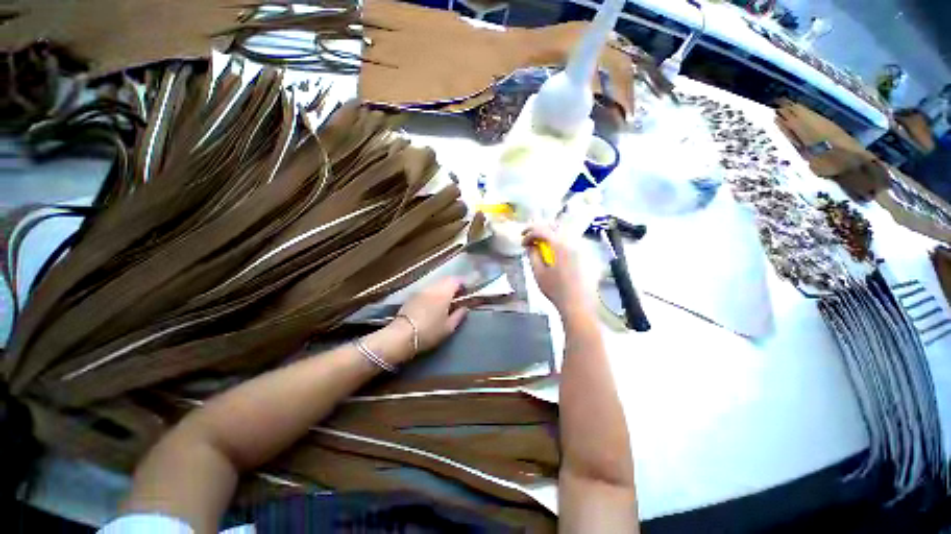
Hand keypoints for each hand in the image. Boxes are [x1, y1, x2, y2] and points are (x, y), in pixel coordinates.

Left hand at [394, 277, 468, 353]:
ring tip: (447, 299)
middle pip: (446, 279)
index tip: (469, 290)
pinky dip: (434, 292)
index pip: (456, 280)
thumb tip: (465, 307)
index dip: (464, 283)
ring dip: (443, 288)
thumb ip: (459, 315)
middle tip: (459, 294)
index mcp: (444, 293)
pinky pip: (428, 289)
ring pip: (436, 284)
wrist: (401, 336)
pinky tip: (434, 303)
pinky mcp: (412, 296)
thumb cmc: (429, 332)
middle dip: (454, 284)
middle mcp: (433, 287)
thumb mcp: (448, 327)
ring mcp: (421, 291)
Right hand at [522, 225, 588, 313]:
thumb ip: (533, 256)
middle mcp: (573, 241)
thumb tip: (530, 245)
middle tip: (529, 237)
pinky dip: (560, 239)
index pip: (541, 230)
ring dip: (550, 233)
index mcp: (560, 245)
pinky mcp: (587, 254)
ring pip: (564, 231)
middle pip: (554, 226)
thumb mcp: (539, 273)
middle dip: (539, 229)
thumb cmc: (556, 290)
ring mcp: (582, 246)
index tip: (522, 242)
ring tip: (540, 242)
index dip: (529, 233)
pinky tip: (554, 249)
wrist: (579, 305)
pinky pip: (572, 239)